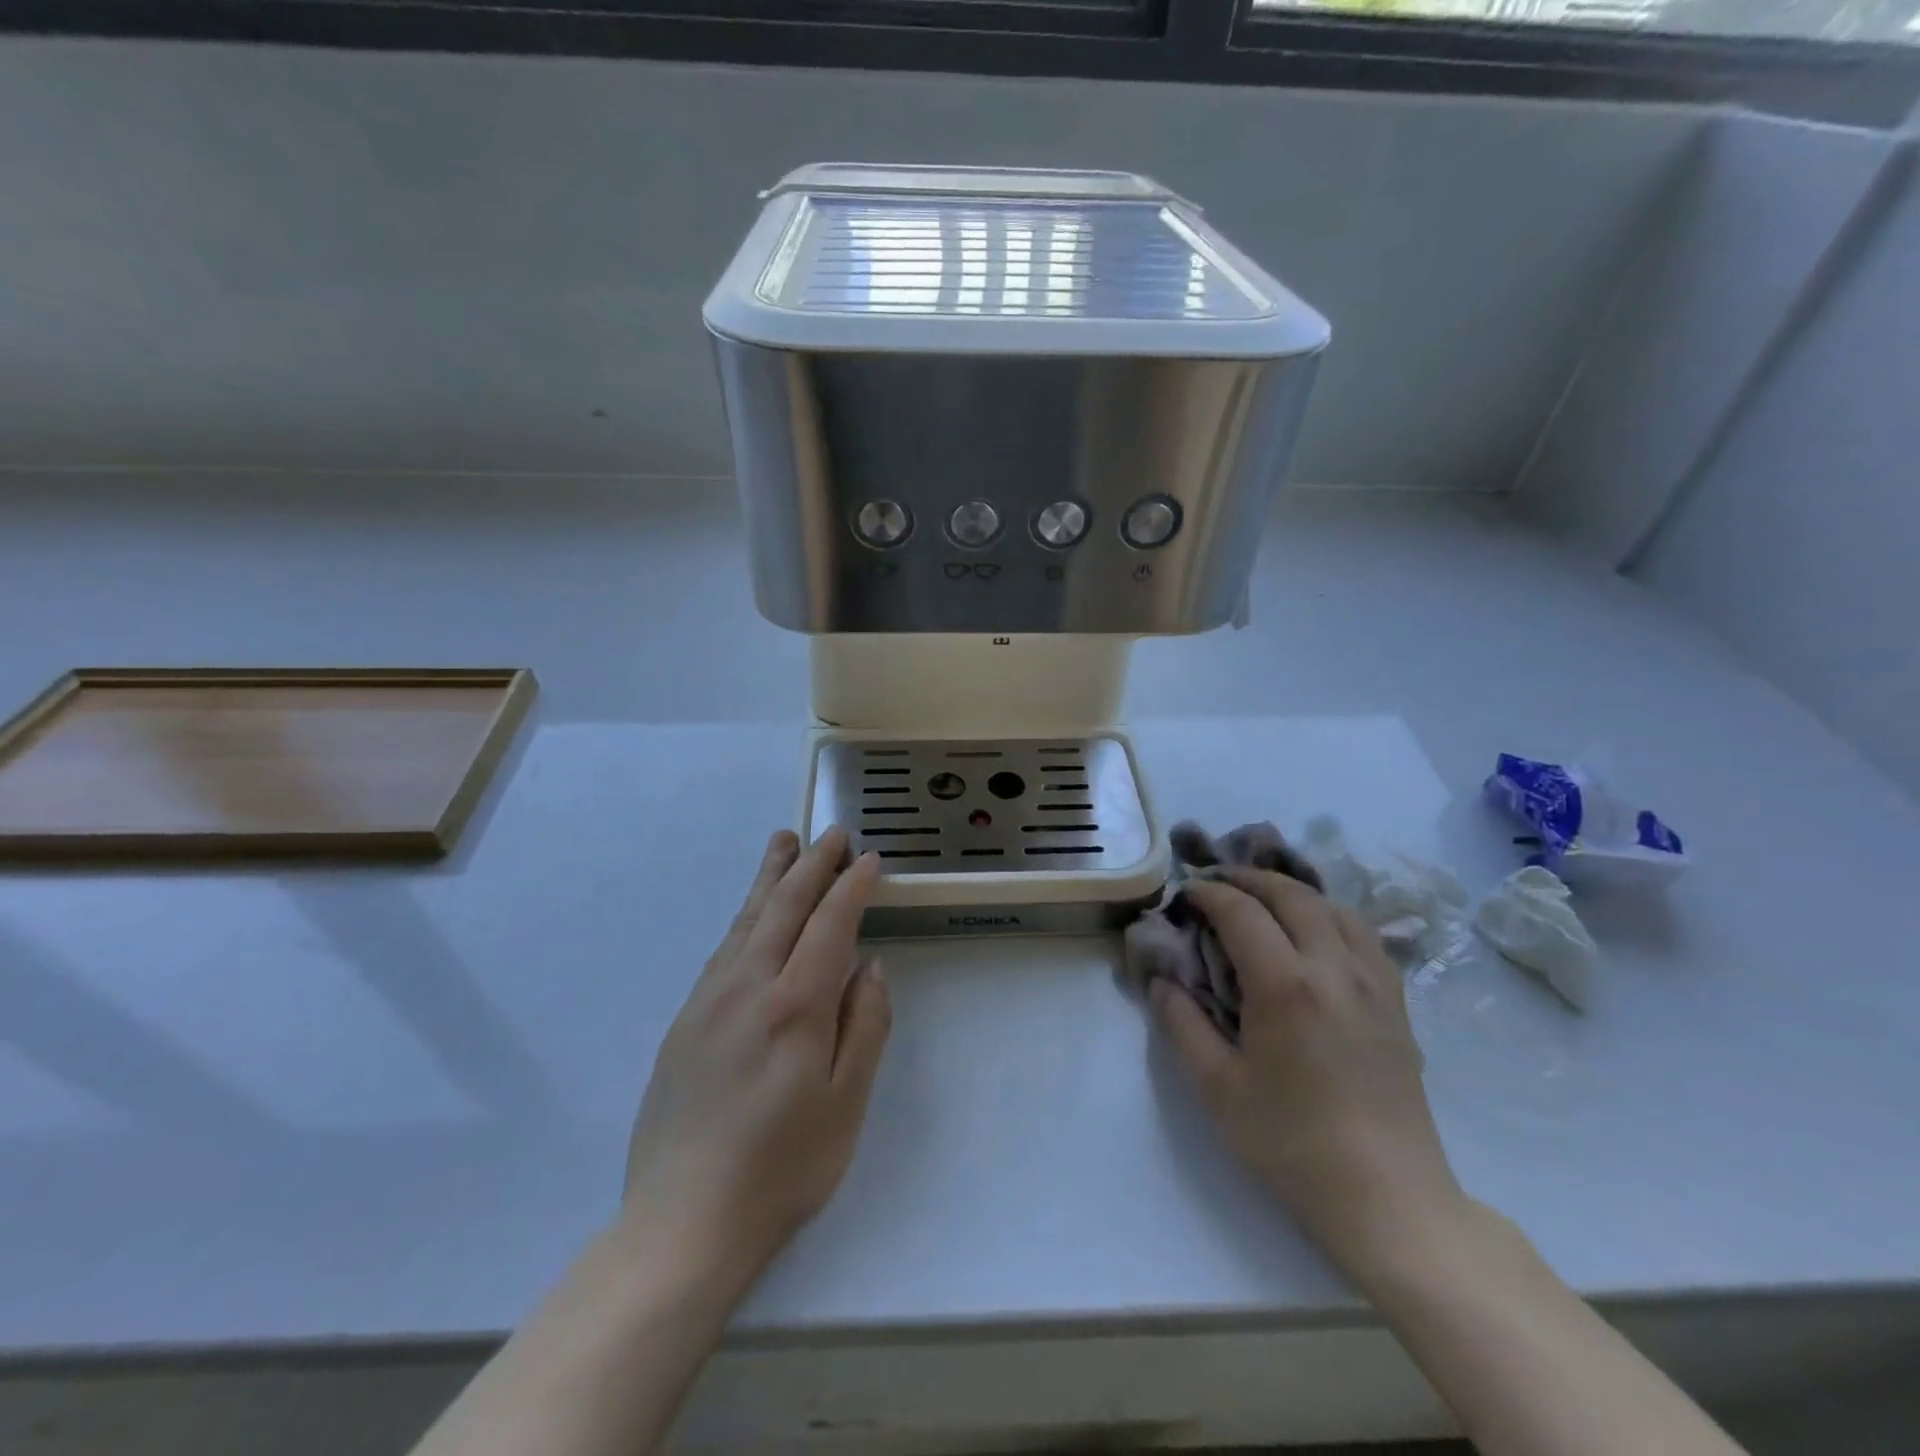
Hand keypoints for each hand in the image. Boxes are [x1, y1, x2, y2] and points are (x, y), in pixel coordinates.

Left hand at [621, 828, 890, 1294]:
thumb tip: (869, 967)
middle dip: (812, 865)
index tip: (870, 859)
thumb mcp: (846, 1104)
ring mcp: (710, 1000)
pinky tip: (751, 912)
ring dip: (770, 878)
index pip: (830, 925)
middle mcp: (749, 987)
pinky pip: (723, 949)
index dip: (852, 888)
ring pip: (746, 920)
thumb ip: (864, 1027)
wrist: (682, 1222)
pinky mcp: (686, 1020)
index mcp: (795, 1006)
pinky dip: (744, 916)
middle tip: (831, 833)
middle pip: (784, 908)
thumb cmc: (781, 1169)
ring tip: (784, 843)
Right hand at [1150, 867, 1462, 1278]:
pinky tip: (1315, 936)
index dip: (1209, 893)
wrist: (1388, 1198)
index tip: (1186, 894)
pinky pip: (1364, 936)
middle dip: (1249, 879)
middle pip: (1292, 896)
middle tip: (1218, 882)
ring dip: (1293, 892)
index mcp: (1286, 985)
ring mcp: (1374, 983)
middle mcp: (1334, 968)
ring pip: (1334, 908)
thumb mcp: (1218, 1088)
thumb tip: (1162, 981)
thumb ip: (1182, 1024)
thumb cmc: (1292, 1144)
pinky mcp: (1398, 1004)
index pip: (1242, 912)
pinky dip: (1330, 916)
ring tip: (1264, 900)